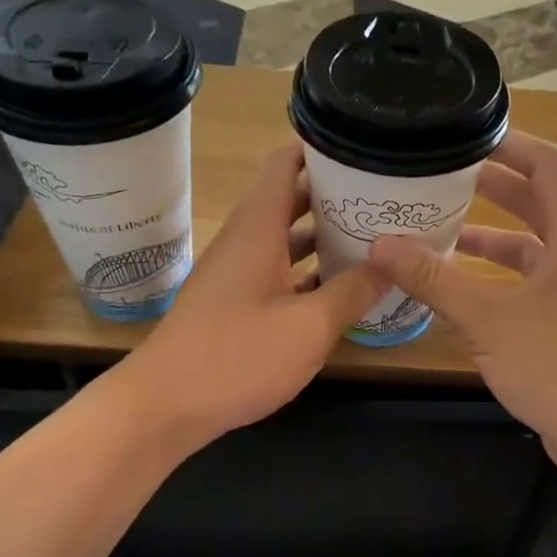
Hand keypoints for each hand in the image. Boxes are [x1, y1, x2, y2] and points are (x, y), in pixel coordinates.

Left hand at [129, 143, 385, 448]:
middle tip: (384, 198)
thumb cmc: (237, 357)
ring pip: (286, 241)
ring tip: (374, 237)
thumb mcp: (308, 327)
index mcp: (258, 229)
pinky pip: (278, 274)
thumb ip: (353, 291)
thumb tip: (392, 262)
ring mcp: (237, 275)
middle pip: (291, 200)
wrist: (165, 406)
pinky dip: (308, 274)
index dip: (322, 150)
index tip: (365, 150)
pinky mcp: (235, 306)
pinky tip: (341, 290)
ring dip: (324, 238)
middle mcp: (245, 242)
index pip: (286, 164)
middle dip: (335, 196)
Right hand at [368, 131, 556, 473]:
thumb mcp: (487, 318)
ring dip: (494, 235)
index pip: (549, 164)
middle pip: (541, 201)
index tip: (466, 137)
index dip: (510, 144)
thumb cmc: (556, 365)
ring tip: (445, 227)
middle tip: (445, 176)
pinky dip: (502, 274)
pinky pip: (536, 280)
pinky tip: (465, 286)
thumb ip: (434, 279)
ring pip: (536, 245)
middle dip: (494, 187)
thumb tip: (381, 245)